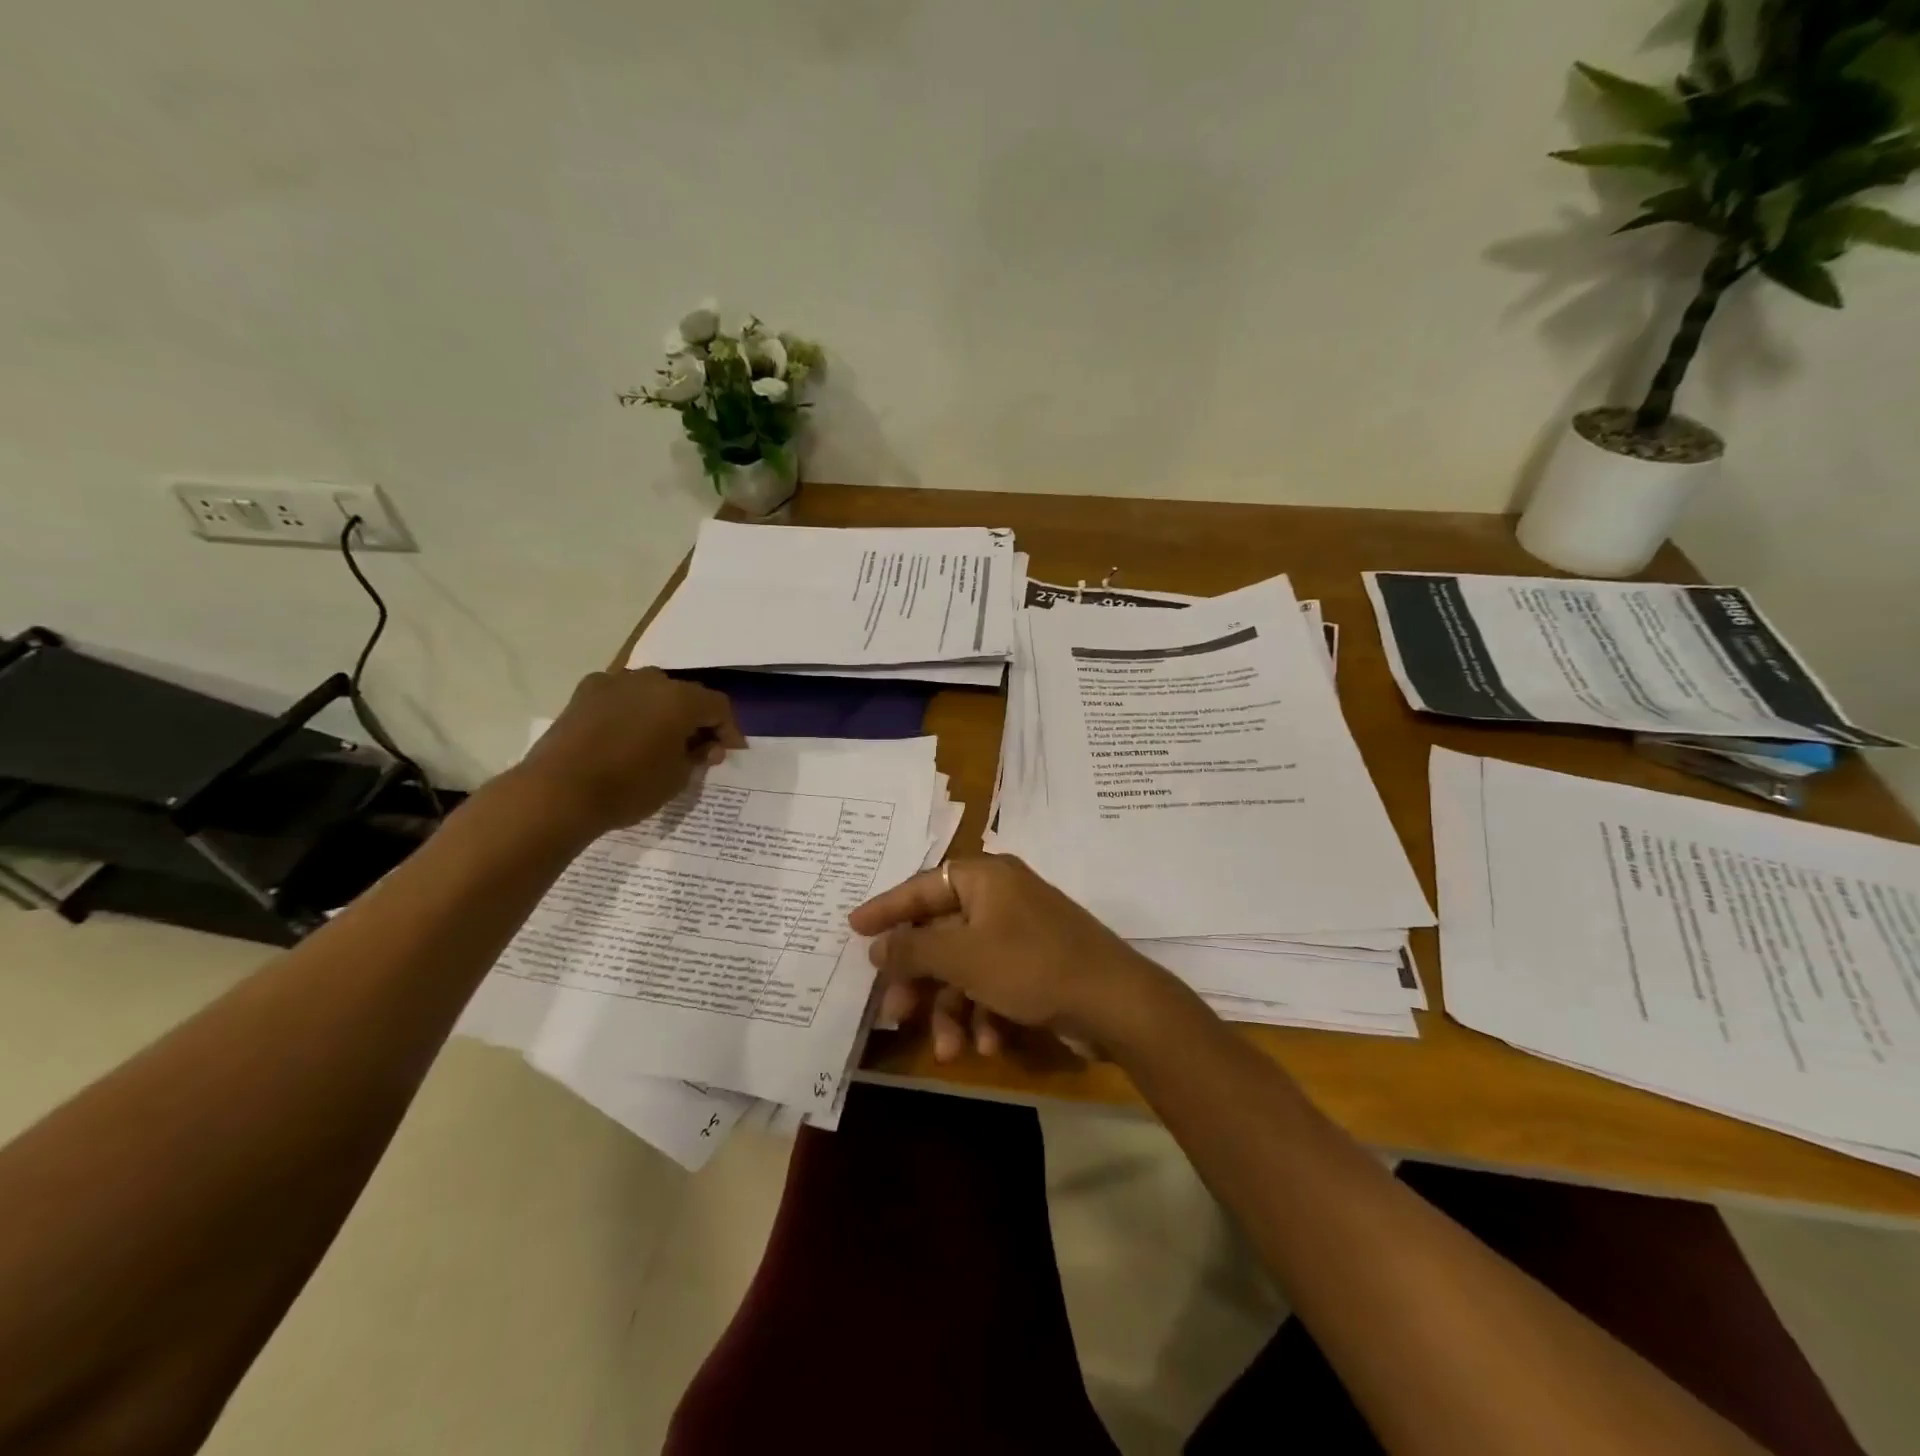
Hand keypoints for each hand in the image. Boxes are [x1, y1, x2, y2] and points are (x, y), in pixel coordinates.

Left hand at [515, 668, 743, 836]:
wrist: (558, 792)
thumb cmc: (629, 787)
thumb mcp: (678, 778)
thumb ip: (698, 756)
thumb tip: (706, 746)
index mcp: (681, 699)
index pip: (718, 706)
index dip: (729, 730)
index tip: (730, 753)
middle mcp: (650, 680)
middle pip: (686, 695)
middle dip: (697, 720)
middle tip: (699, 750)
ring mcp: (614, 682)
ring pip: (652, 692)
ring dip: (663, 712)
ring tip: (662, 741)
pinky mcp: (584, 693)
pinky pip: (621, 696)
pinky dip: (632, 711)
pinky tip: (627, 734)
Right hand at [849, 855, 1171, 1051]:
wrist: (1116, 1002)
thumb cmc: (1031, 965)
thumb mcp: (963, 957)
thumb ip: (914, 949)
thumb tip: (877, 946)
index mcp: (985, 878)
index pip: (922, 886)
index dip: (886, 909)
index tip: (852, 928)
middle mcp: (1001, 898)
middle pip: (941, 934)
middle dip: (920, 980)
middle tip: (895, 1013)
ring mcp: (1020, 933)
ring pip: (965, 968)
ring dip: (952, 1009)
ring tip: (948, 1049)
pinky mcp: (1035, 966)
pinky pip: (993, 984)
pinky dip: (984, 1013)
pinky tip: (987, 1044)